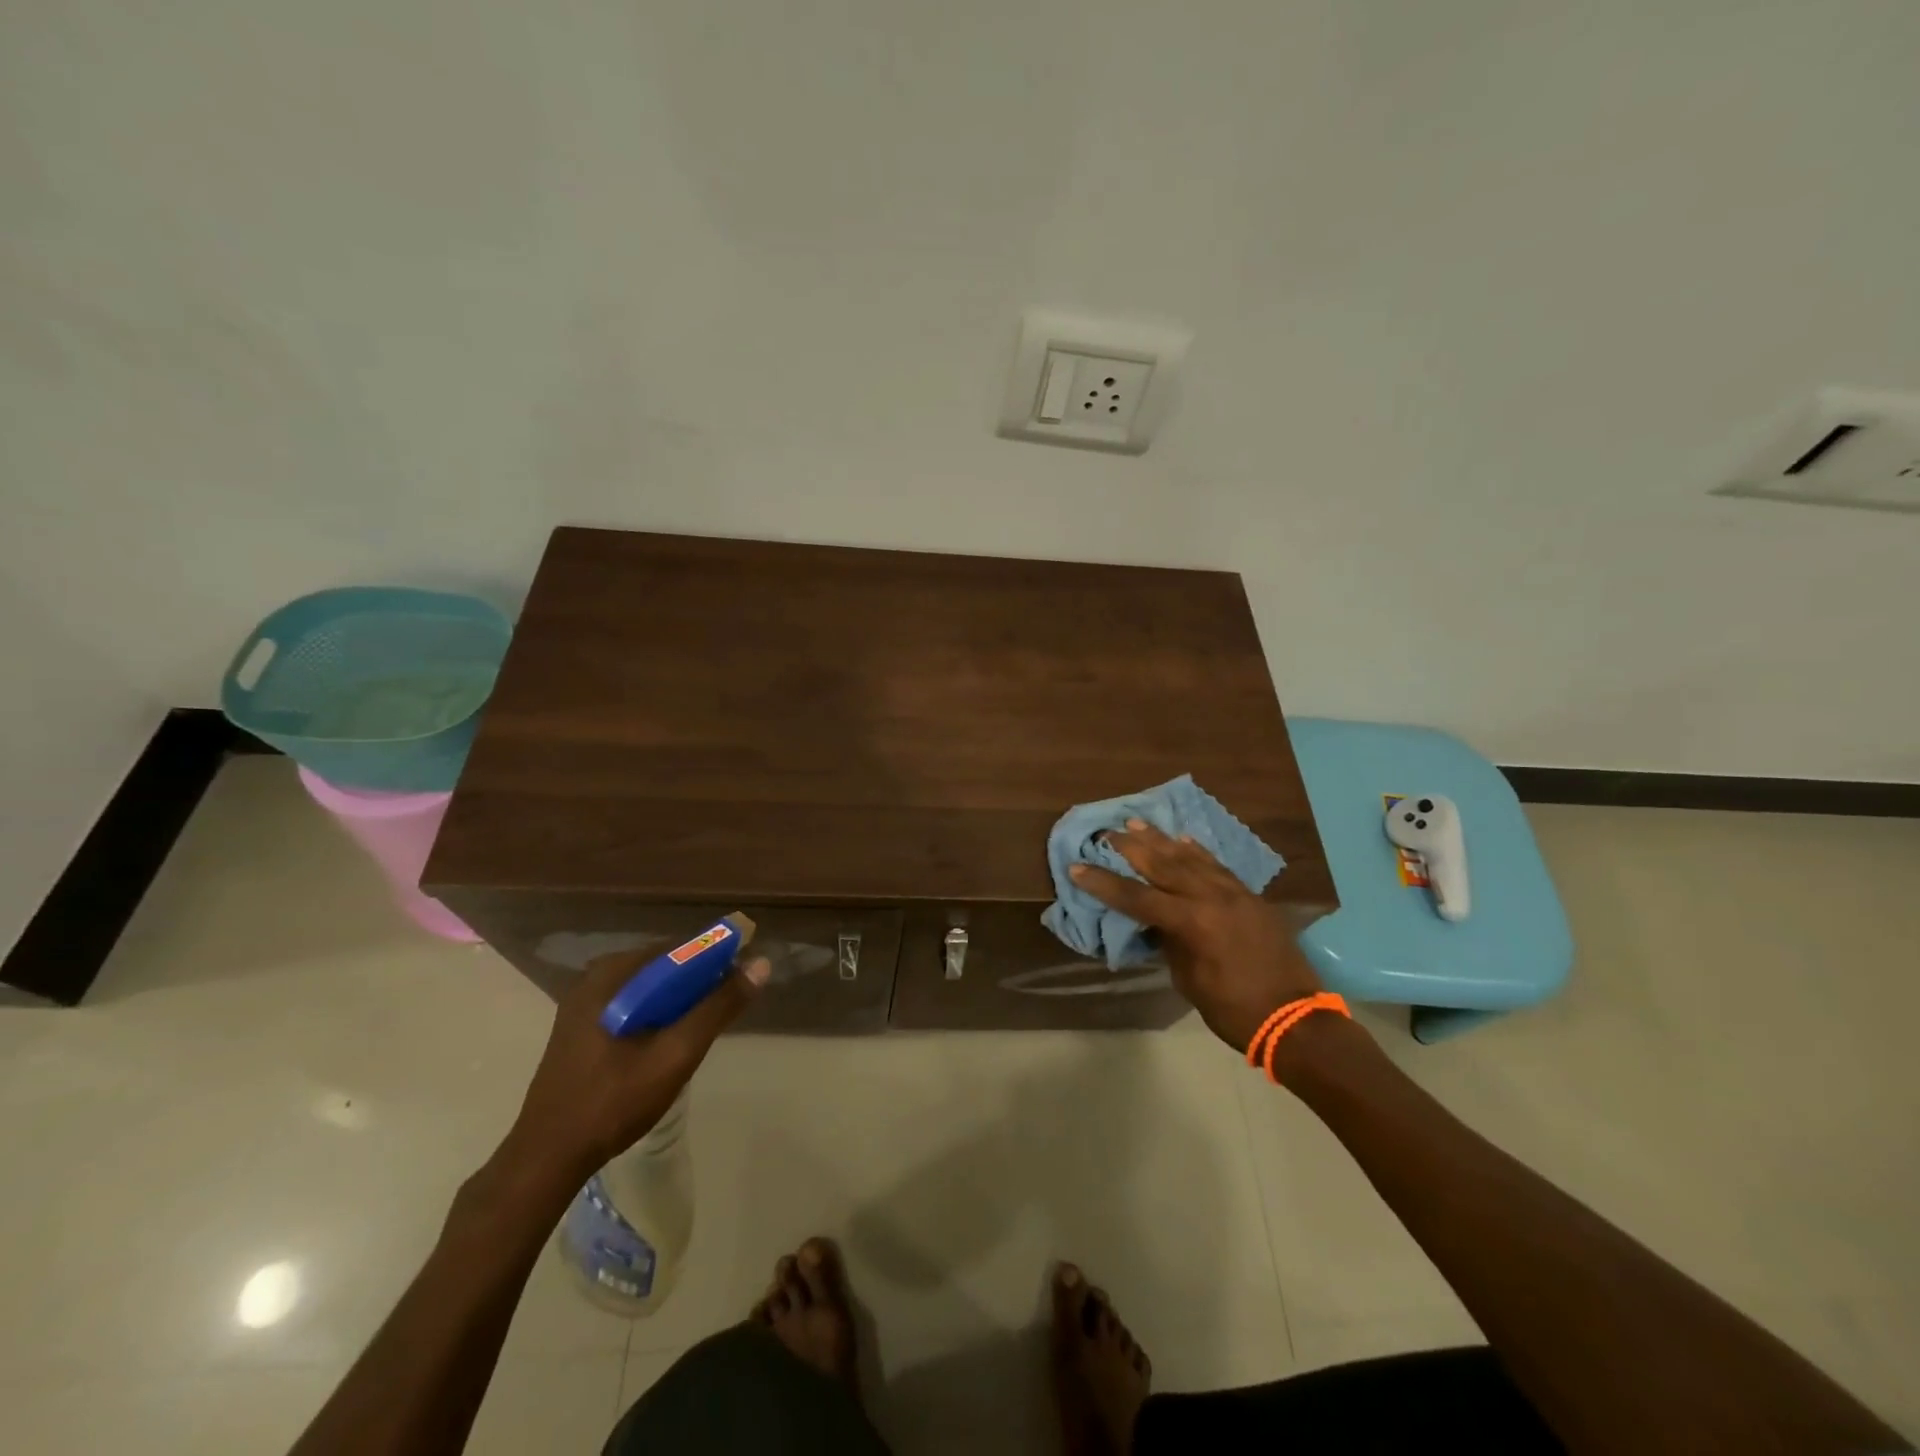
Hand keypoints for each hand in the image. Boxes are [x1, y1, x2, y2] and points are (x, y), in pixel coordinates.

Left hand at [501, 947, 769, 1185]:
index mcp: (612, 974)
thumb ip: (718, 1007)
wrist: (547, 1158)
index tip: (742, 977)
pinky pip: (633, 1004)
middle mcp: (595, 978)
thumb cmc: (614, 1101)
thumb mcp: (676, 1053)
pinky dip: (658, 1013)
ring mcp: (584, 1004)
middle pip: (664, 966)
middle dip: (699, 982)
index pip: (679, 948)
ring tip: (701, 1028)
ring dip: (680, 1000)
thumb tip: (760, 964)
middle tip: (724, 1010)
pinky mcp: (581, 1027)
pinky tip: (669, 1042)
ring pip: (650, 988)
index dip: (716, 957)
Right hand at [1069, 820, 1321, 1050]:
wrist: (1295, 1019)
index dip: (1104, 883)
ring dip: (1161, 841)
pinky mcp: (1250, 897)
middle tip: (1107, 832)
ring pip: (1191, 858)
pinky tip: (1184, 841)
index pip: (1137, 897)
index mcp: (1191, 923)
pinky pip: (1218, 866)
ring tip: (1137, 824)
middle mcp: (1211, 898)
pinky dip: (1197, 852)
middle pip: (1163, 865)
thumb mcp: (1189, 980)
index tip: (1077, 867)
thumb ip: (1171, 943)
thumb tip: (1158, 924)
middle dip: (1131, 848)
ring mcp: (1234, 894)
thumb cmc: (1234, 1010)